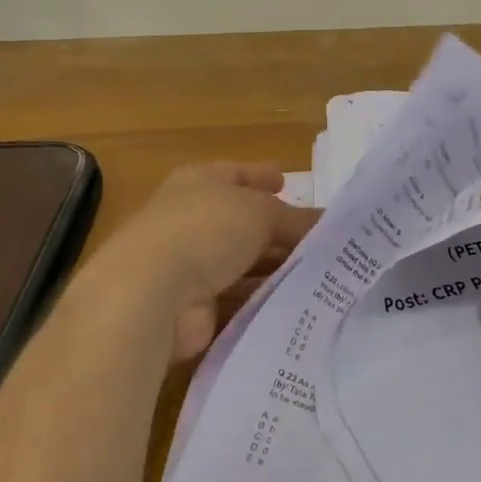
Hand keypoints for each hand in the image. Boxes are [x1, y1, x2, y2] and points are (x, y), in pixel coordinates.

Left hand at [104, 162, 318, 361]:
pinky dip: (263, 300)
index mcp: (200, 182)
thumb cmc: (206, 229)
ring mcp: (190, 264)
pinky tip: (297, 305)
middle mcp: (193, 219)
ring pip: (243, 262)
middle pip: (244, 221)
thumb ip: (296, 219)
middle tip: (323, 240)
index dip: (263, 177)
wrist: (150, 294)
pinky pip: (238, 299)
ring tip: (321, 275)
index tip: (288, 183)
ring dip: (275, 268)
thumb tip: (330, 224)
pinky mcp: (194, 308)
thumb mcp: (261, 212)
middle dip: (280, 230)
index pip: (237, 174)